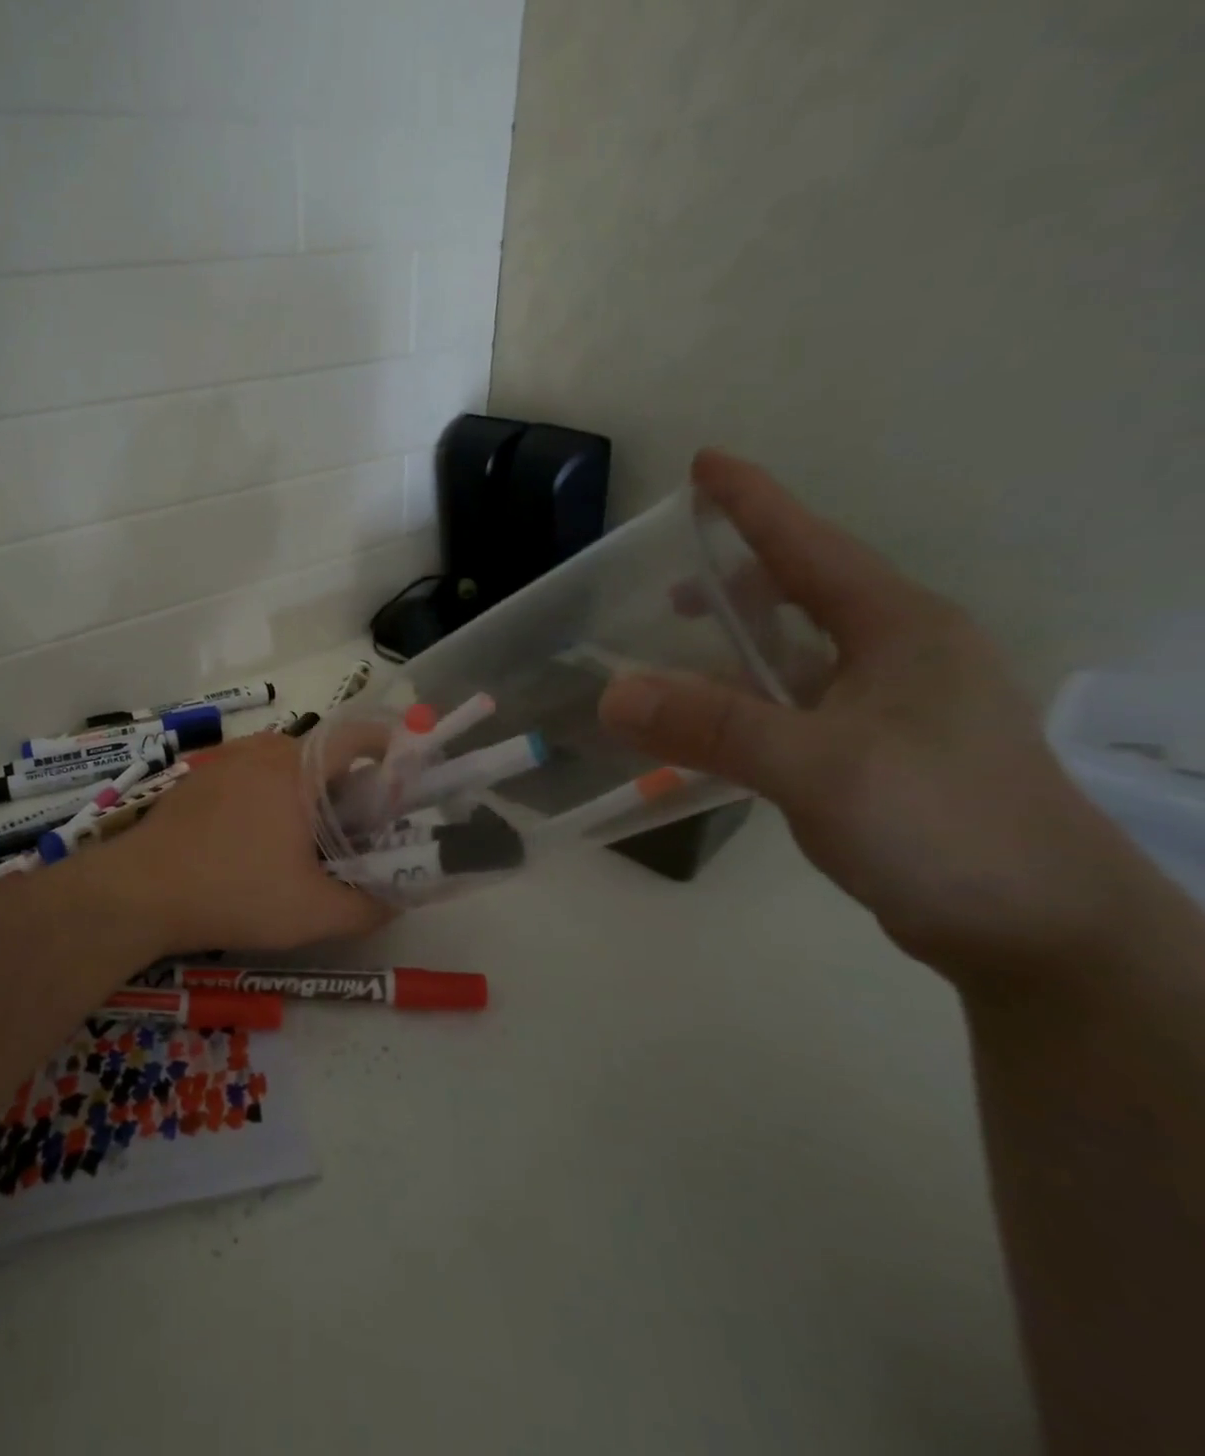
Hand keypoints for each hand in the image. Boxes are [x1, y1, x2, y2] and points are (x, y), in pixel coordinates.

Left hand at [93, 731, 392, 955]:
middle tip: (358, 830)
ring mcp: (223, 763)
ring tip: (309, 841)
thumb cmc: (234, 893)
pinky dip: (269, 798)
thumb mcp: (313, 913)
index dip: (390, 745)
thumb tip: (395, 900)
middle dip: (348, 785)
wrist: (139, 892)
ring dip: (306, 793)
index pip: (357, 734)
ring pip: (283, 766)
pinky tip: (257, 843)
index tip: (405, 775)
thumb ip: (367, 907)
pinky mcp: (197, 782)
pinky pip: (248, 777)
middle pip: (321, 754)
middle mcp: (261, 751)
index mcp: (297, 767)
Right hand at [599, 449, 1158, 987]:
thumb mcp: (819, 767)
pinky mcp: (879, 754)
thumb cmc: (943, 823)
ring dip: (734, 651)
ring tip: (675, 656)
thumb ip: (713, 727)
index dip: (753, 503)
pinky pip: (794, 707)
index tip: (704, 464)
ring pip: (796, 656)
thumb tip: (611, 694)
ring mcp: (893, 707)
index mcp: (898, 629)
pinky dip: (744, 704)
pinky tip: (711, 728)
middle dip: (737, 580)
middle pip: (804, 594)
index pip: (809, 546)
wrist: (1041, 929)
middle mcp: (899, 655)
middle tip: (669, 582)